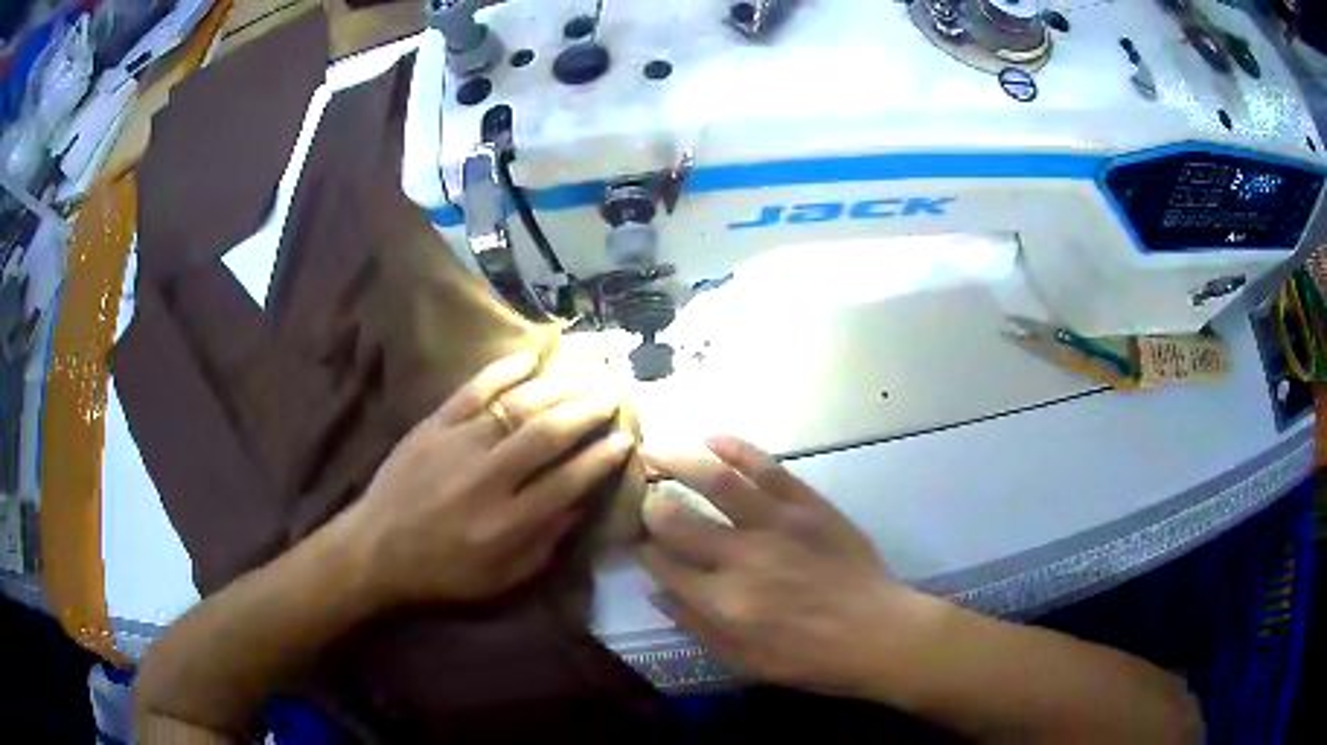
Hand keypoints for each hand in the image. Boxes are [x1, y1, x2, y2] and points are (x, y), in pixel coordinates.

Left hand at [343, 353, 634, 605]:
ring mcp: (458, 445)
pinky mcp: (433, 426)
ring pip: (517, 407)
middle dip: (587, 411)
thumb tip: (581, 504)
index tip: (625, 439)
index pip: (568, 481)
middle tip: (613, 394)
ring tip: (586, 373)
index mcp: (508, 523)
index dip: (601, 458)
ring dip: (557, 387)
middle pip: (548, 434)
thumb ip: (545, 544)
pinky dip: (501, 371)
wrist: (377, 548)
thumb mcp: (502, 578)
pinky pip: (472, 390)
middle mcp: (489, 478)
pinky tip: (529, 359)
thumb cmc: (443, 572)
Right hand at [640, 435, 910, 696]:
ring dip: (679, 462)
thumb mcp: (744, 661)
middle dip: (650, 504)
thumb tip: (654, 590)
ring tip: (655, 451)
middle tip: (641, 494)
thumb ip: (695, 625)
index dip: (641, 547)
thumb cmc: (809, 658)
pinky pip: (766, 468)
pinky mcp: (807, 504)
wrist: (877, 632)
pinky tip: (711, 438)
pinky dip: (736, 448)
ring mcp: (776, 524)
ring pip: (716, 483)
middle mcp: (741, 557)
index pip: (662, 563)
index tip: (634, 538)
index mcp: (722, 601)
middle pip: (677, 519)